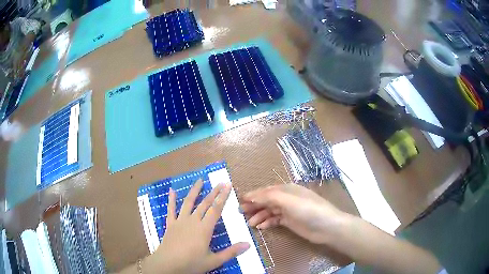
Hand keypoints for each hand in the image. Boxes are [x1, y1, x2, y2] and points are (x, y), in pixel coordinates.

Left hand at [144, 179, 249, 273]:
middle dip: (213, 192)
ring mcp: (180, 221)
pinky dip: (171, 200)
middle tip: (220, 182)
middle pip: (205, 204)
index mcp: (204, 229)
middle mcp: (193, 221)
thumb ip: (231, 252)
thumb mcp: (214, 261)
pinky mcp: (170, 224)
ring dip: (195, 191)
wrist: (167, 265)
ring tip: (200, 180)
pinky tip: (172, 190)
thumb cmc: (191, 264)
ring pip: (188, 203)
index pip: (216, 209)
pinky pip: (171, 210)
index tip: (228, 185)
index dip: (223, 197)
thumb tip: (248, 244)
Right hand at [241, 184, 346, 243]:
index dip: (253, 195)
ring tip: (249, 223)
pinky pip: (275, 220)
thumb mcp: (288, 200)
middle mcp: (287, 198)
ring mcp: (289, 210)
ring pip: (269, 211)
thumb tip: (249, 196)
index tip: (239, 200)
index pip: (266, 191)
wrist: (327, 226)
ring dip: (259, 216)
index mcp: (287, 189)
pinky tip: (261, 227)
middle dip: (254, 206)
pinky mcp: (290, 221)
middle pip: (266, 201)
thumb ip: (268, 197)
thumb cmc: (308, 210)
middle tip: (240, 213)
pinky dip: (267, 222)